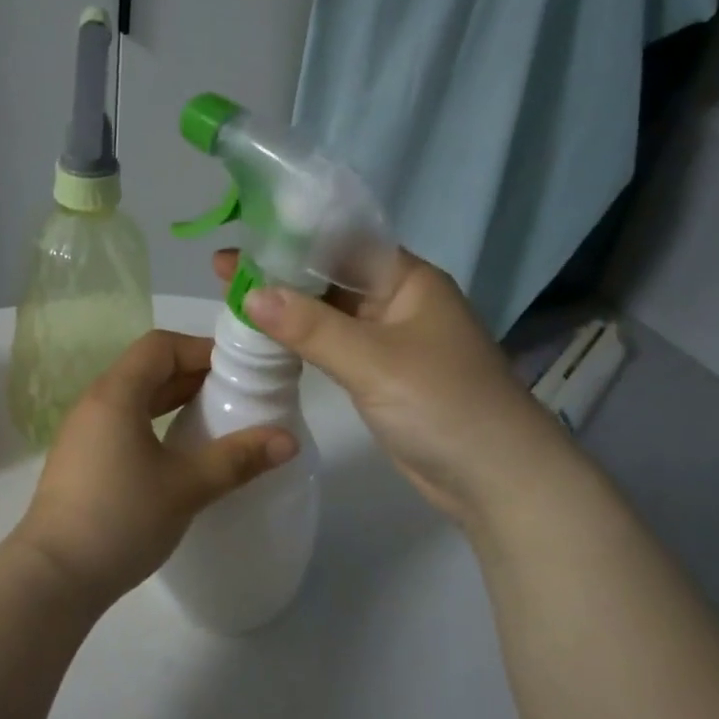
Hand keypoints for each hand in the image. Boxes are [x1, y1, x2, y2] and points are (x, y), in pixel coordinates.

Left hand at [11, 329, 297, 609]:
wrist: (53, 577)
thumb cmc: (121, 520)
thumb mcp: (186, 487)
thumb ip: (237, 459)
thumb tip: (289, 440)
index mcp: (116, 394)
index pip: (160, 346)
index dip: (201, 350)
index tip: (239, 371)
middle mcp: (94, 403)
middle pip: (147, 369)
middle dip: (193, 375)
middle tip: (237, 395)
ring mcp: (83, 433)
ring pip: (134, 398)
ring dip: (174, 401)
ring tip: (215, 420)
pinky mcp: (81, 461)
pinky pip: (123, 423)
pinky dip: (155, 423)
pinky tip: (179, 452)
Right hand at [217, 250, 559, 529]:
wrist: (496, 479)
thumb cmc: (442, 404)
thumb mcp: (373, 360)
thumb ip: (310, 326)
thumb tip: (251, 292)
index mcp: (408, 279)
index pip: (342, 243)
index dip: (290, 239)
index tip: (240, 240)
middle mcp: (399, 301)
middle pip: (332, 277)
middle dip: (281, 273)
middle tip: (223, 271)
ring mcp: (390, 340)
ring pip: (330, 314)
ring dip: (288, 308)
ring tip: (234, 300)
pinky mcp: (381, 375)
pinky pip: (334, 346)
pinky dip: (302, 341)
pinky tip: (267, 339)